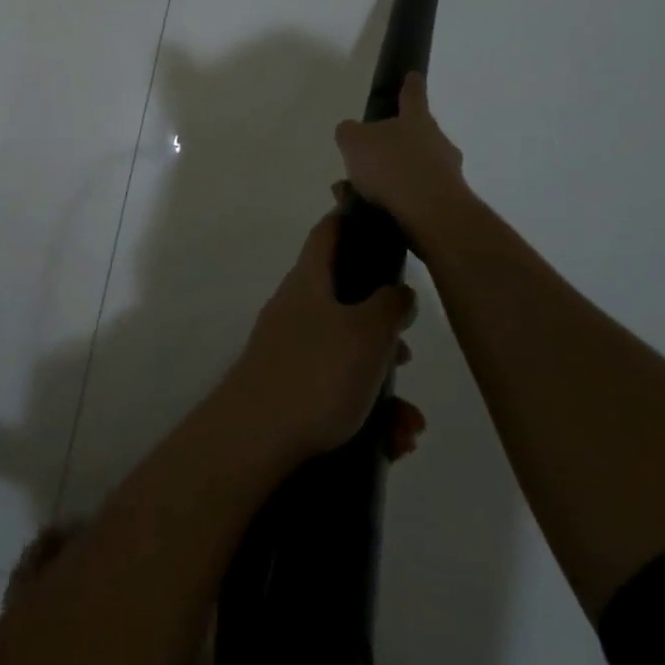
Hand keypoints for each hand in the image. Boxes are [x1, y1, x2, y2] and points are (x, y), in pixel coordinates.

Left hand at [223, 209, 417, 463]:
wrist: (257, 438)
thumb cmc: (317, 372)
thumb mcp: (368, 333)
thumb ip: (390, 306)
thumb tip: (398, 291)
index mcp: (310, 280)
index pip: (328, 233)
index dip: (349, 219)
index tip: (375, 219)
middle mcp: (297, 307)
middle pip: (347, 302)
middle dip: (385, 332)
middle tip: (406, 355)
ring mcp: (291, 349)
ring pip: (349, 356)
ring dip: (384, 389)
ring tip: (408, 426)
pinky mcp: (291, 390)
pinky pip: (339, 392)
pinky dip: (368, 415)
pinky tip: (391, 445)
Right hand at [334, 73, 476, 246]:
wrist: (431, 215)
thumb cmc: (392, 166)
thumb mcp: (354, 141)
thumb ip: (349, 133)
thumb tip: (351, 132)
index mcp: (417, 120)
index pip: (413, 95)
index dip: (410, 85)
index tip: (413, 75)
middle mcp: (437, 143)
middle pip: (416, 136)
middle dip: (394, 144)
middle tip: (369, 155)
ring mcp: (446, 174)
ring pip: (413, 169)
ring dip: (389, 178)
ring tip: (357, 192)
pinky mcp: (447, 205)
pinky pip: (414, 197)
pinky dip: (393, 201)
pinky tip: (368, 211)